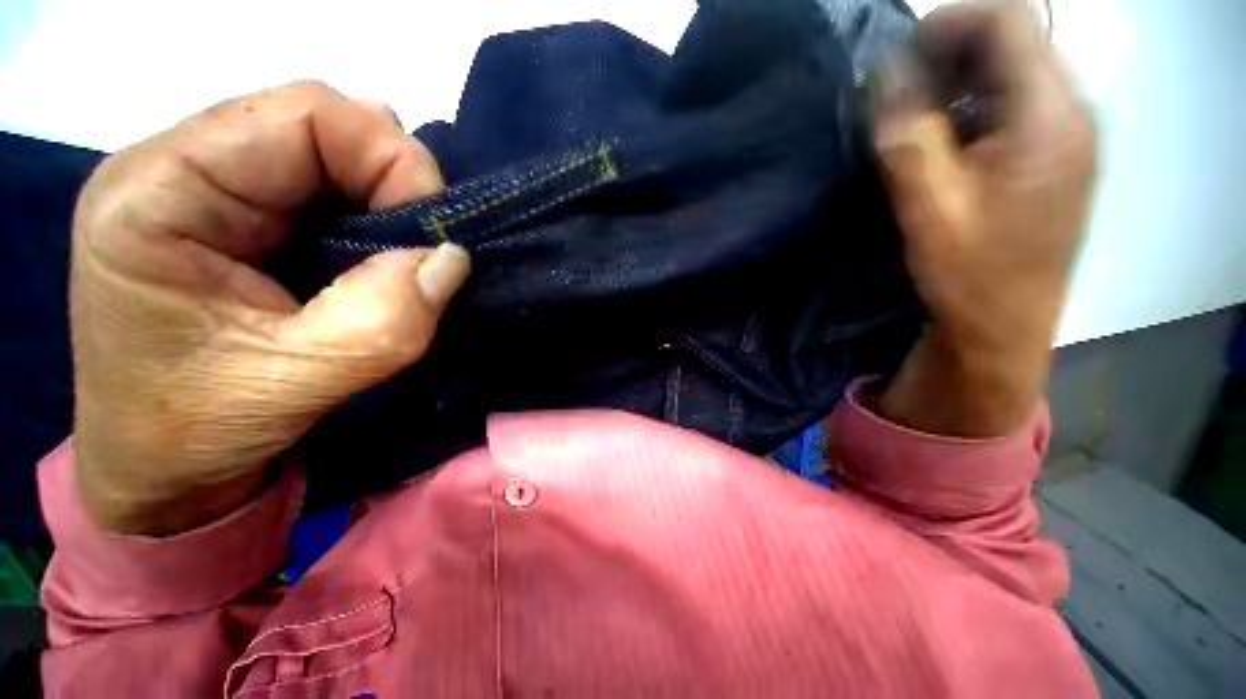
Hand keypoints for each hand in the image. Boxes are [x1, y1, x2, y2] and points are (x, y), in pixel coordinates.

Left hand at [71, 82, 470, 534]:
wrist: (157, 468)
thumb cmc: (193, 433)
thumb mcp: (294, 384)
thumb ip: (383, 321)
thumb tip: (452, 259)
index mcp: (160, 192)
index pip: (306, 115)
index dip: (393, 162)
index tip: (435, 237)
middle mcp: (179, 168)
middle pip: (321, 126)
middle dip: (394, 184)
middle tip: (423, 251)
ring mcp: (208, 190)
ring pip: (330, 154)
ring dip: (386, 204)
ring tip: (396, 259)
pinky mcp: (236, 217)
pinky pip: (326, 189)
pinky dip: (372, 219)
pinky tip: (374, 258)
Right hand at [872, 1, 1095, 435]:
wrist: (1003, 326)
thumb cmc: (968, 271)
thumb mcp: (927, 203)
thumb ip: (906, 134)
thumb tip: (885, 75)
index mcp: (1050, 117)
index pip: (1010, 22)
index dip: (949, 23)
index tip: (898, 58)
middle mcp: (1072, 113)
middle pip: (1016, 43)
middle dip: (951, 53)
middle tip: (900, 92)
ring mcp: (1069, 136)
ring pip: (1016, 74)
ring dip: (961, 82)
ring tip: (916, 118)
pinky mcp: (1056, 158)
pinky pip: (1017, 107)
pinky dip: (976, 108)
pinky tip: (946, 142)